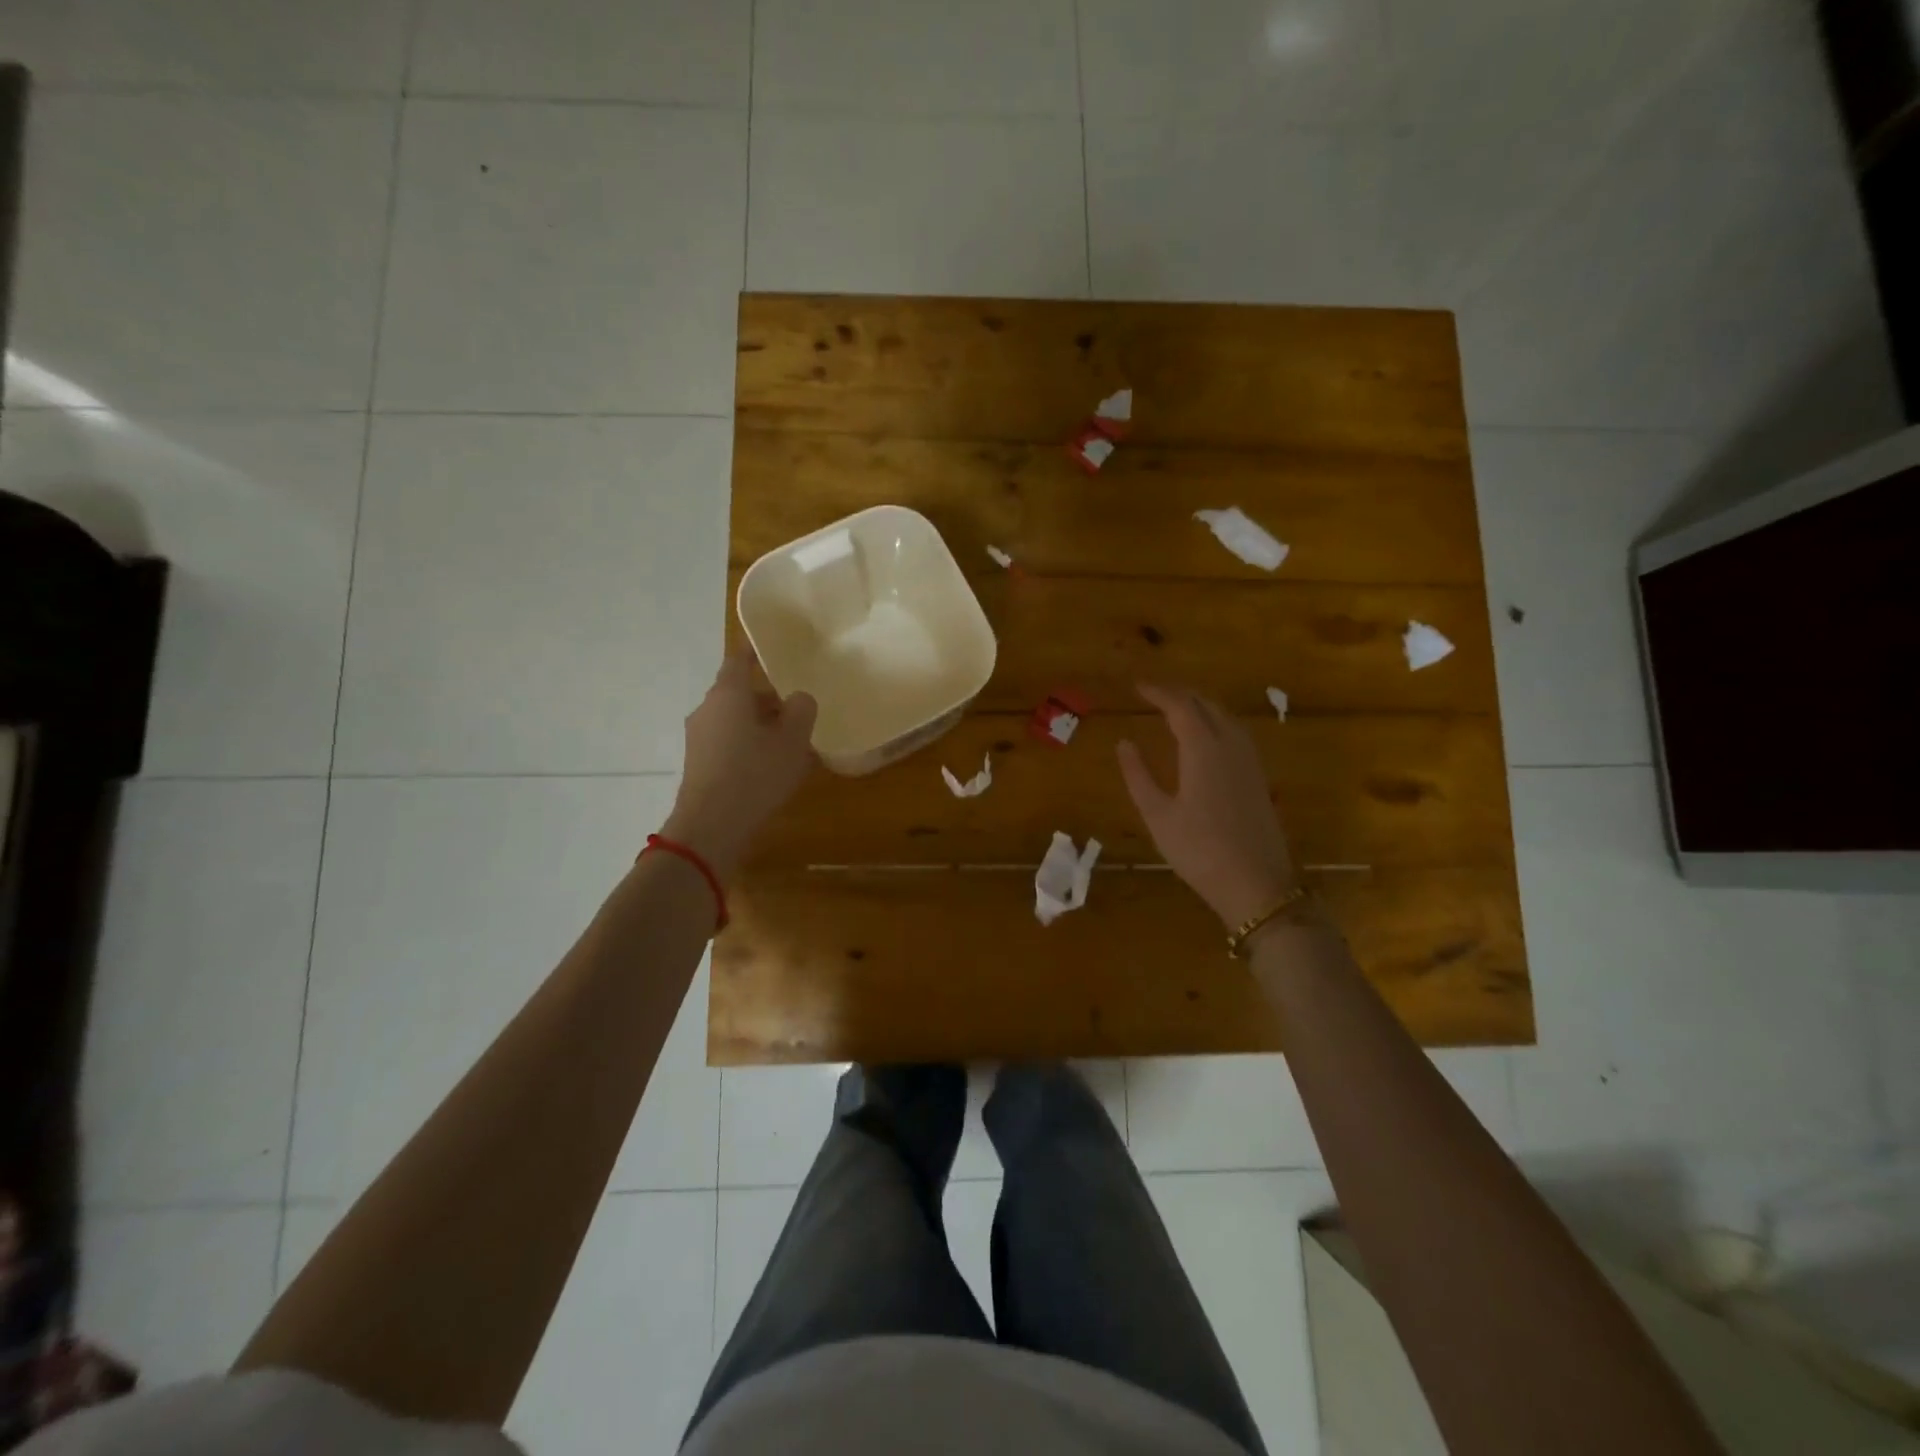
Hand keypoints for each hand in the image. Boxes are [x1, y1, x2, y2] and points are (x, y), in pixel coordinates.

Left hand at [661, 651, 817, 880]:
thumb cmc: (755, 774)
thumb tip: (798, 699)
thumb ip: (802, 710)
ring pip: (733, 719)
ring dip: (759, 724)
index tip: (773, 649)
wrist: (712, 827)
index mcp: (728, 694)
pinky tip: (771, 766)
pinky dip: (748, 745)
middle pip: (738, 692)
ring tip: (790, 741)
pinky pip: (728, 743)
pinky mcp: (699, 764)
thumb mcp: (793, 740)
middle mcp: (707, 709)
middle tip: (797, 706)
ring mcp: (699, 738)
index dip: (756, 652)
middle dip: (767, 697)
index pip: (739, 659)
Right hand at [1117, 682, 1295, 928]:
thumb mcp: (1157, 815)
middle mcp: (1230, 745)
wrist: (1257, 884)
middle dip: (1179, 694)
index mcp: (1203, 748)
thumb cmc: (1199, 850)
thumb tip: (1124, 743)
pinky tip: (1206, 736)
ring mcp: (1249, 760)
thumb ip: (1138, 775)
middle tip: (1153, 694)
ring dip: (1200, 705)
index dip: (1158, 692)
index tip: (1137, 686)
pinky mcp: (1258, 776)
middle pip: (1206, 704)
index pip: (1180, 706)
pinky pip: (1236, 732)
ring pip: (1225, 716)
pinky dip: (1215, 721)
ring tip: (1176, 708)